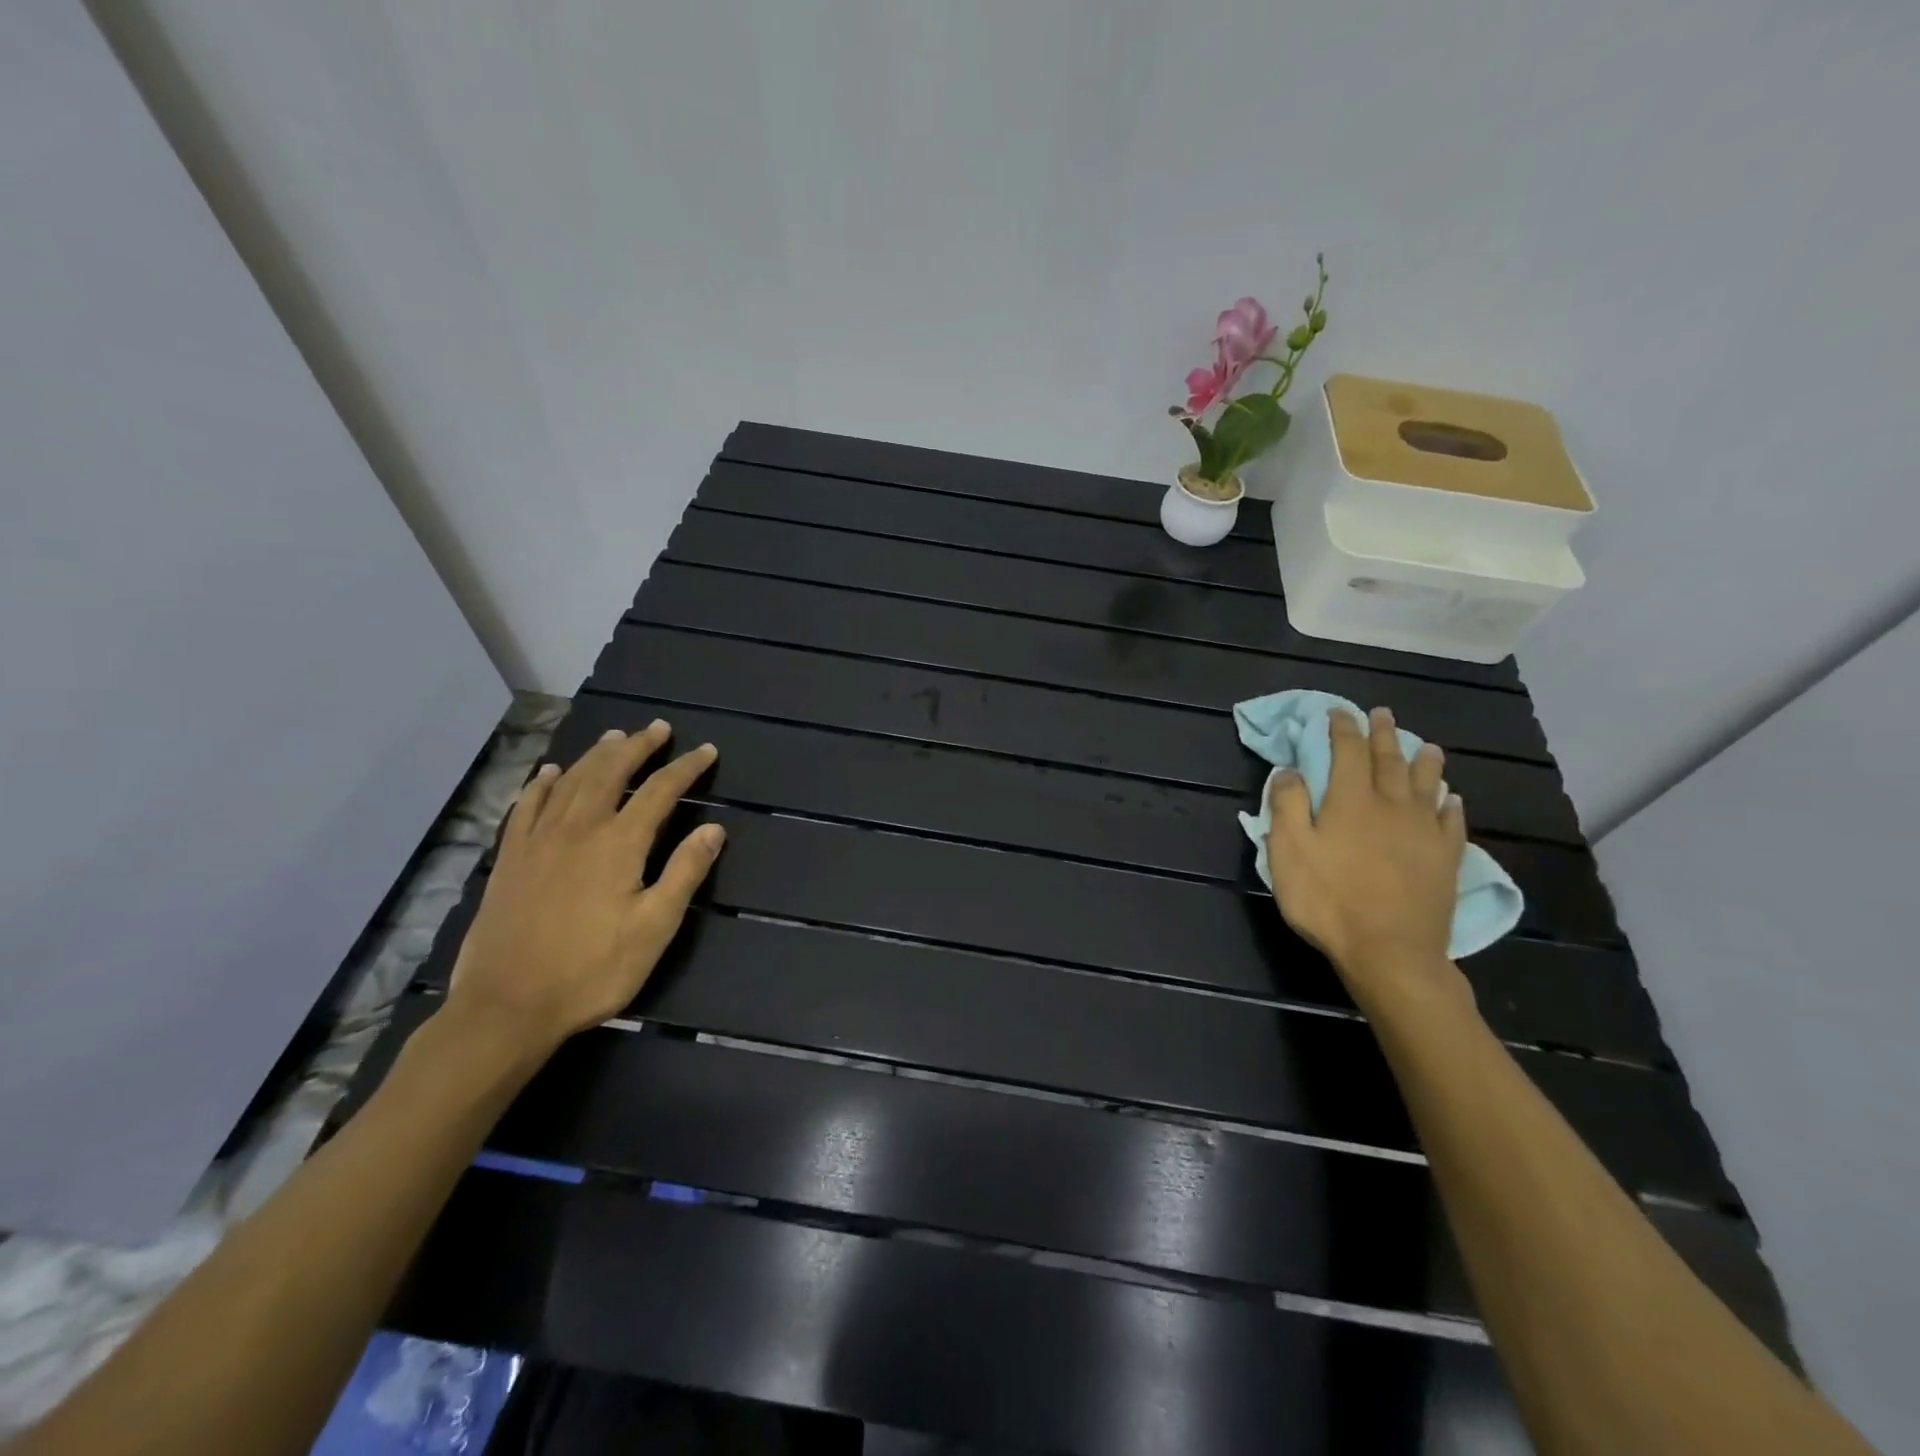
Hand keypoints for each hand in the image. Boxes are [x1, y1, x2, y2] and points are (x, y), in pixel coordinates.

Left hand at [444, 722, 724, 1061]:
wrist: (506, 1006)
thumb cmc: (592, 970)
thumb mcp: (654, 928)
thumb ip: (684, 873)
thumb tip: (713, 829)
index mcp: (618, 843)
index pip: (660, 791)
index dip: (686, 767)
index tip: (706, 751)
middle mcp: (578, 828)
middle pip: (610, 772)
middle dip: (638, 746)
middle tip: (657, 729)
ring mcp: (538, 840)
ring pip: (569, 781)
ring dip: (595, 754)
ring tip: (614, 737)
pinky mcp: (509, 858)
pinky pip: (525, 805)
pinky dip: (541, 783)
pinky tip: (548, 773)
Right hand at [1266, 707, 1466, 1010]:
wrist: (1390, 951)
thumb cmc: (1329, 900)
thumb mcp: (1288, 852)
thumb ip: (1286, 806)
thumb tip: (1290, 769)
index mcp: (1350, 800)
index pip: (1348, 751)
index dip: (1342, 728)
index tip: (1338, 712)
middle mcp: (1391, 806)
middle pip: (1390, 760)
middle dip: (1384, 734)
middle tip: (1383, 714)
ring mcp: (1424, 832)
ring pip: (1427, 784)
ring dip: (1425, 761)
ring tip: (1427, 746)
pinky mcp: (1445, 858)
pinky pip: (1451, 821)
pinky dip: (1449, 804)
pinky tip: (1451, 798)